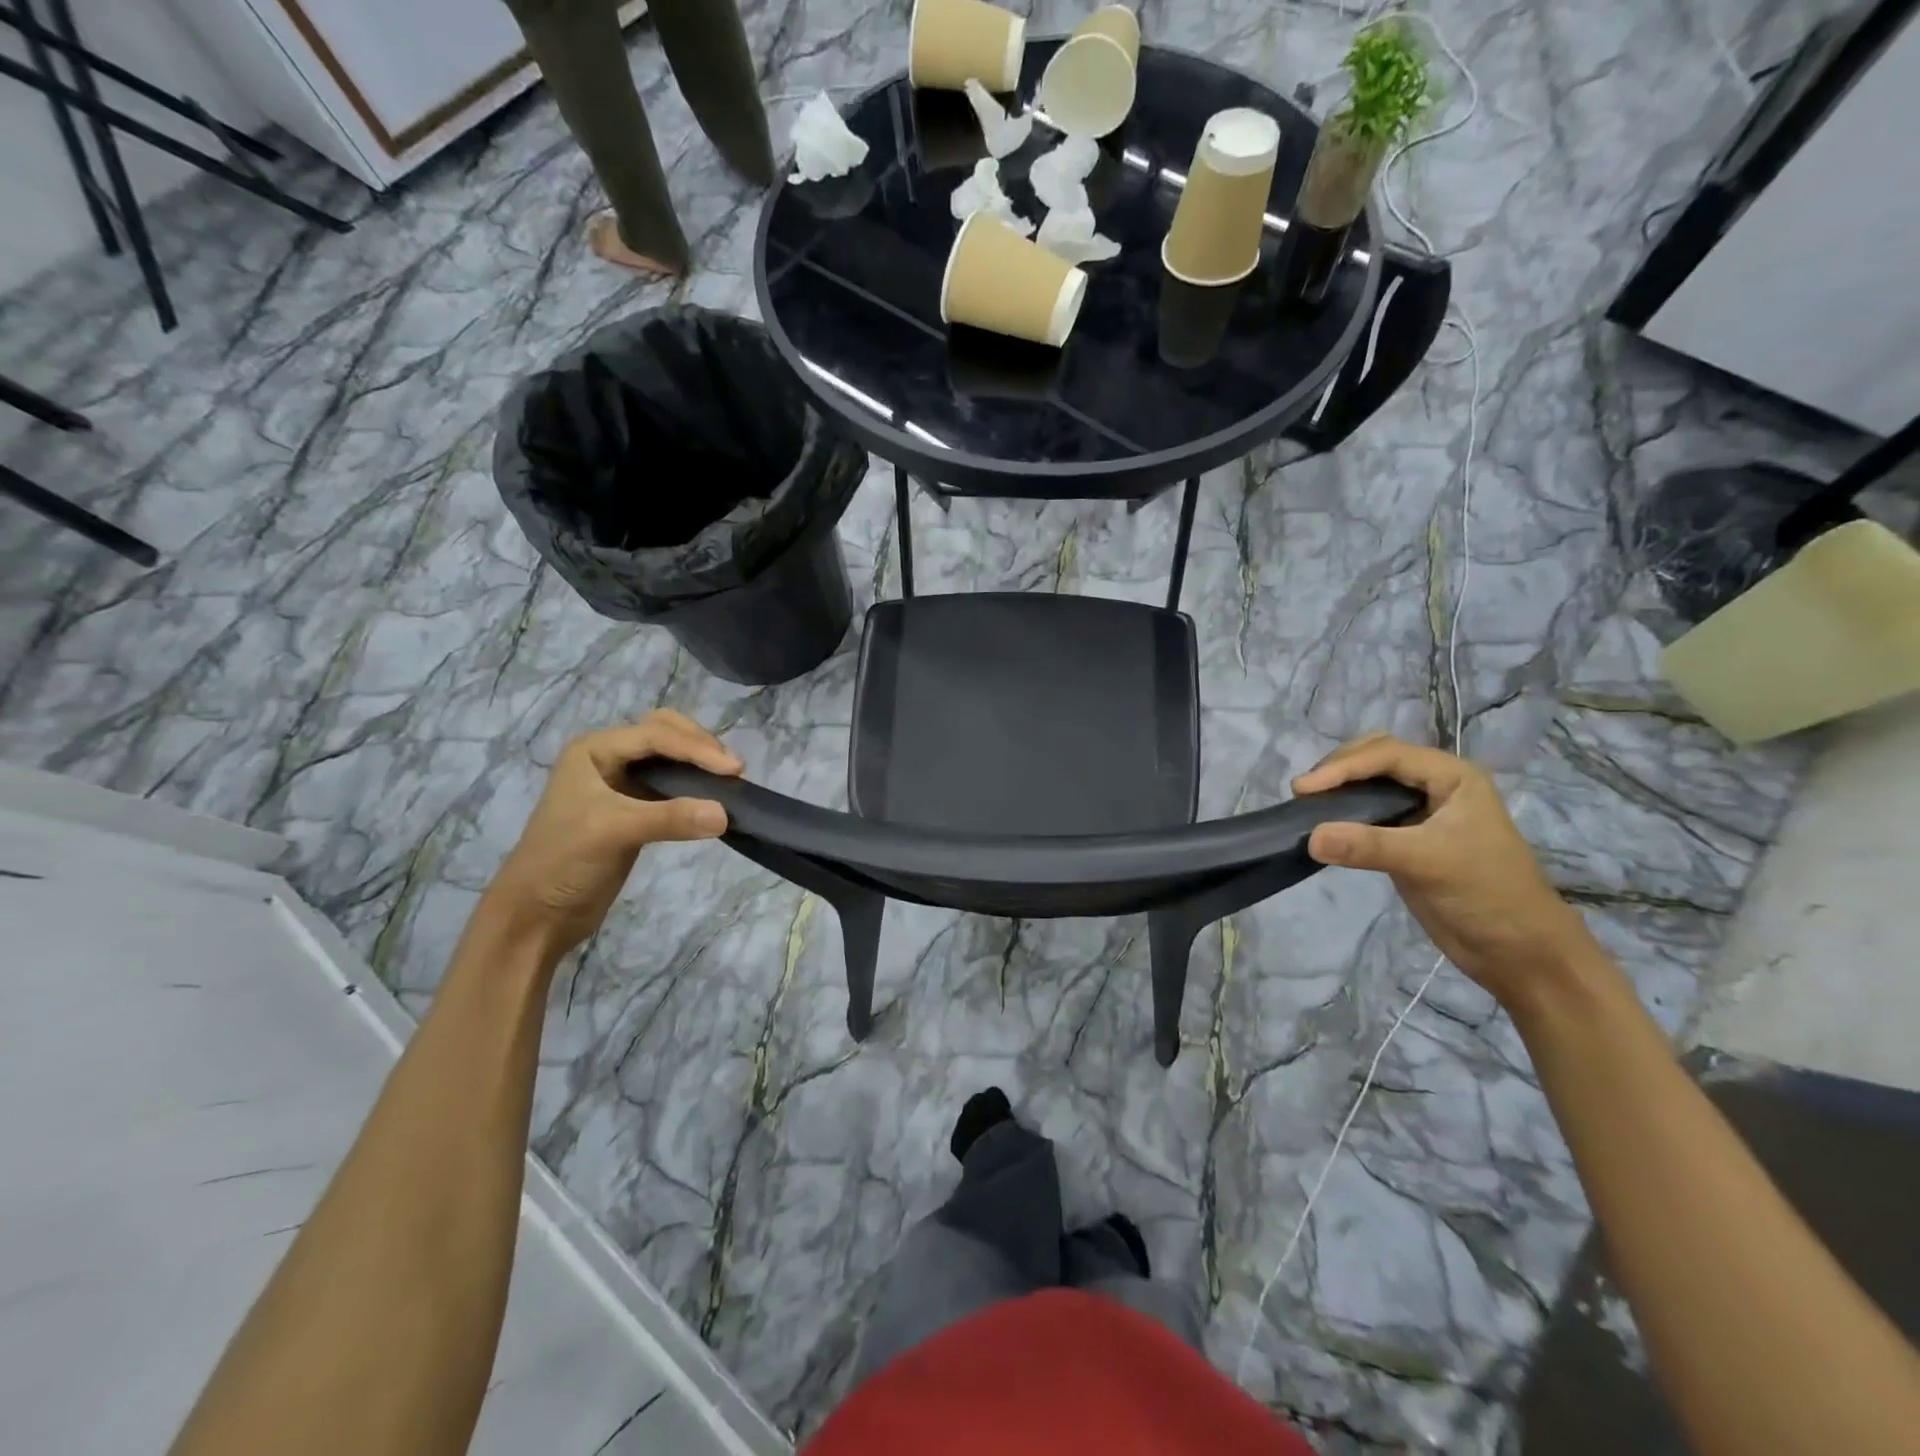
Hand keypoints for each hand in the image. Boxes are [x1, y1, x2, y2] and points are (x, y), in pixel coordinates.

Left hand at [483, 711, 741, 955]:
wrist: (537, 915)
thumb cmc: (563, 862)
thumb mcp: (613, 832)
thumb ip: (669, 819)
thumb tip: (726, 814)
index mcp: (594, 750)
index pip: (656, 735)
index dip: (697, 748)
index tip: (734, 770)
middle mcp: (608, 758)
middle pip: (665, 733)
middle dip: (700, 745)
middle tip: (732, 769)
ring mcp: (622, 784)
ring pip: (671, 758)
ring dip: (700, 765)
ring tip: (729, 781)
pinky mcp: (636, 810)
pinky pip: (673, 787)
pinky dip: (695, 789)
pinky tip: (713, 801)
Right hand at [1293, 734, 1595, 1006]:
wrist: (1519, 951)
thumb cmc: (1487, 894)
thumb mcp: (1429, 862)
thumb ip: (1368, 846)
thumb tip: (1310, 837)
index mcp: (1453, 777)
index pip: (1387, 754)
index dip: (1343, 766)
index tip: (1304, 788)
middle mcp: (1436, 786)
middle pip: (1377, 757)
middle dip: (1339, 768)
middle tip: (1305, 792)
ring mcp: (1421, 812)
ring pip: (1370, 783)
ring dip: (1339, 789)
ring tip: (1308, 805)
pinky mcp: (1406, 840)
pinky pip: (1368, 813)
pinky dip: (1343, 814)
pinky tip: (1324, 826)